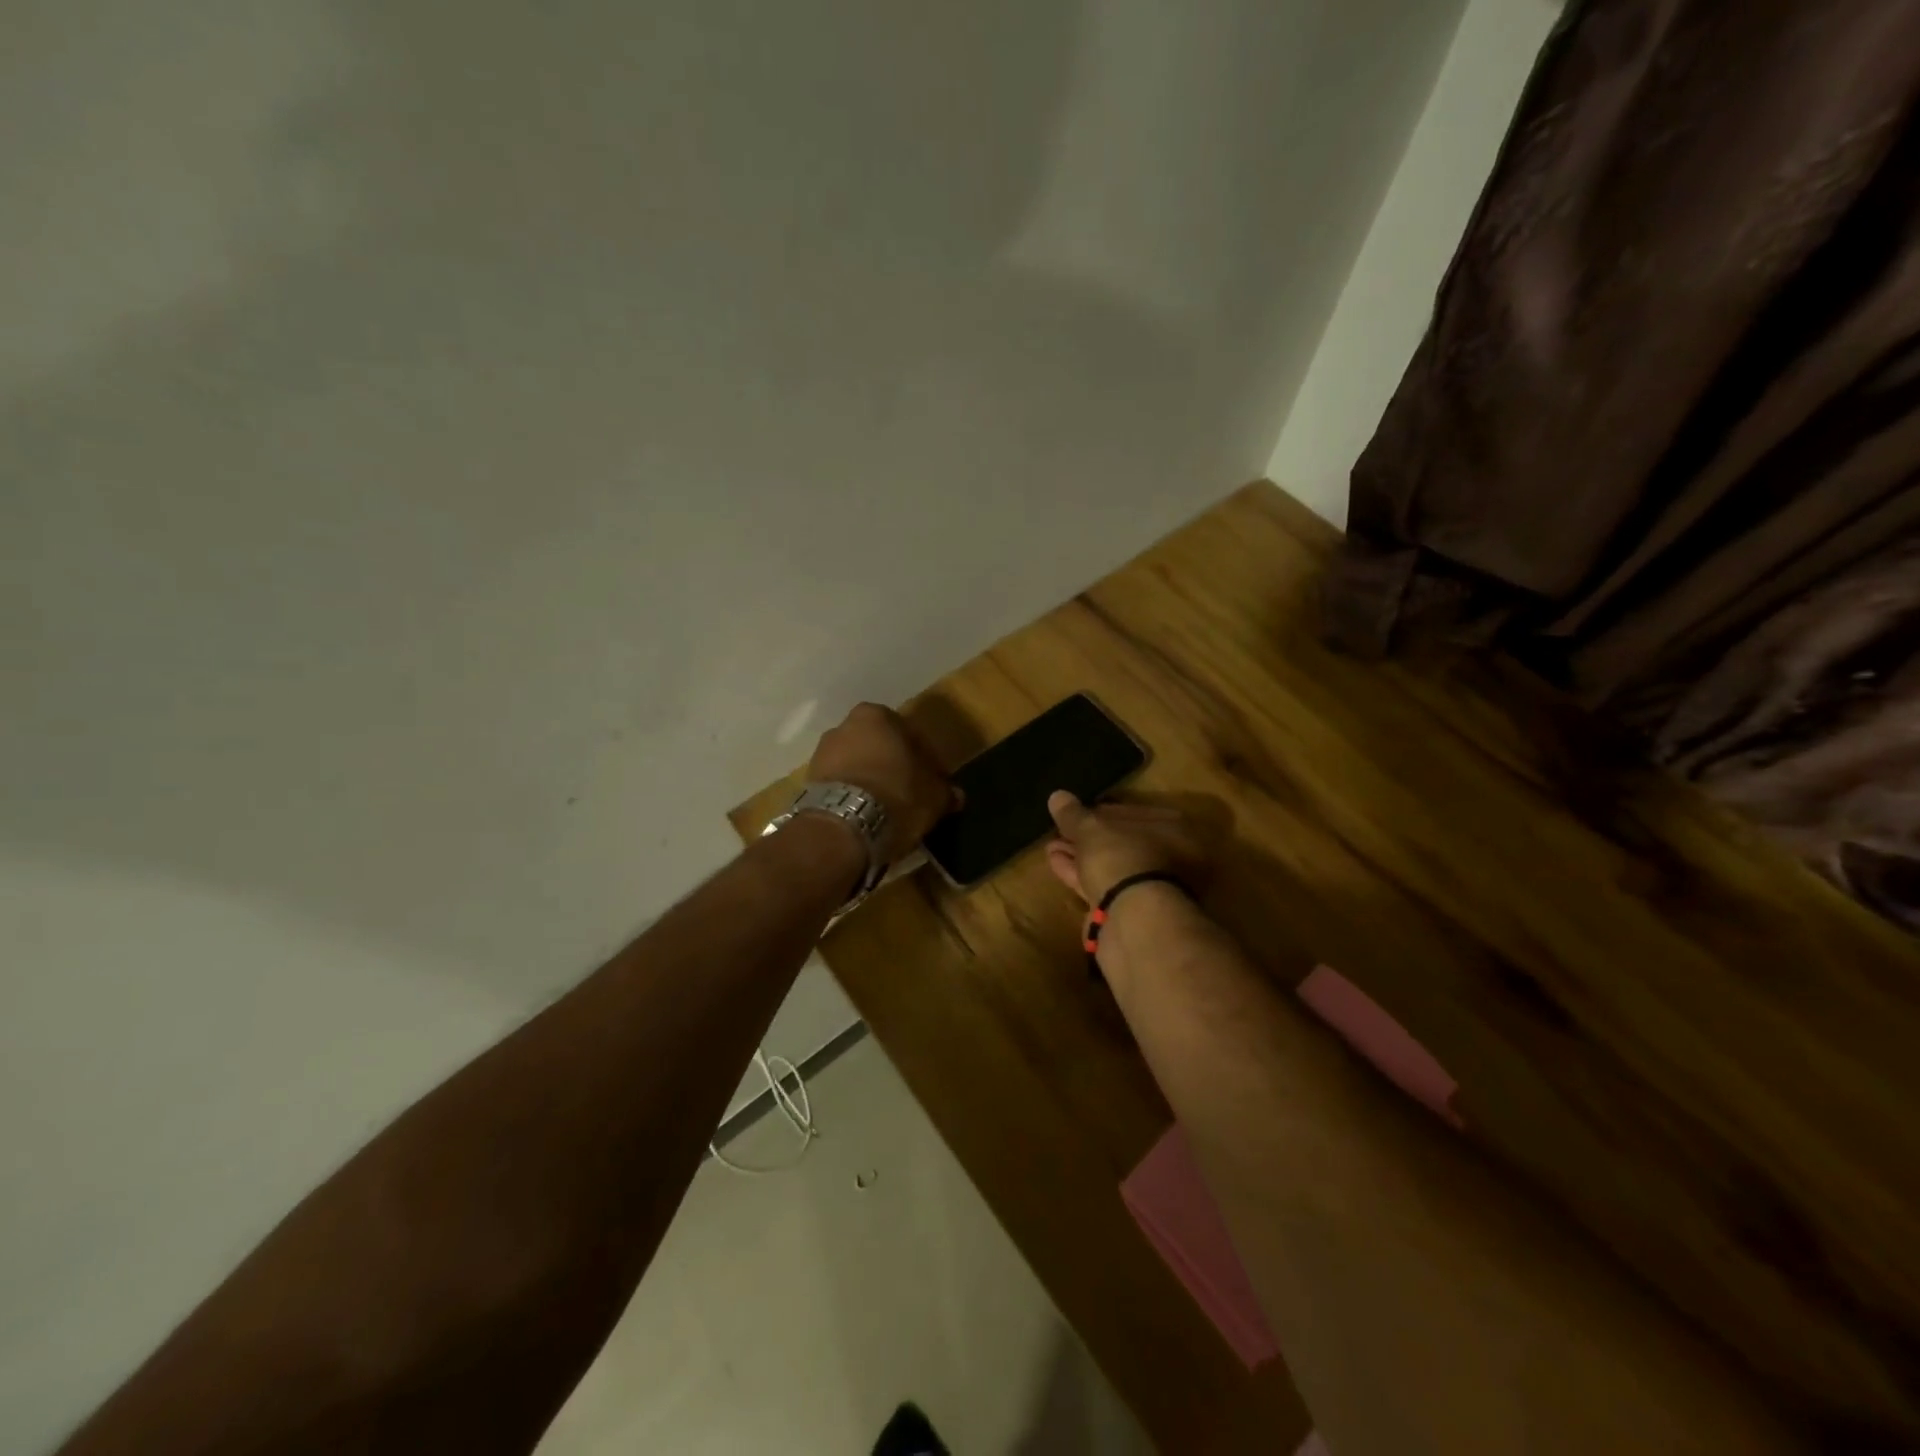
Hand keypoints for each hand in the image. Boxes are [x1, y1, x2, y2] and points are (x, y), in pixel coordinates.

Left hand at [809, 703, 957, 860]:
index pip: (910, 735)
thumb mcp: (934, 796)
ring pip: (857, 765)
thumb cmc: (896, 796)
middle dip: (893, 766)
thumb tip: (956, 796)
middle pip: (879, 747)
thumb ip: (945, 791)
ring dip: (871, 781)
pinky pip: (840, 785)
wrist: (842, 828)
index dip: (926, 760)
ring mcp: (821, 753)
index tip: (933, 782)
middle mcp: (845, 726)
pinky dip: (853, 795)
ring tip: (887, 809)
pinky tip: (866, 816)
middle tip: (911, 793)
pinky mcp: (808, 782)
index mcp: (877, 716)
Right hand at [1045, 791, 1212, 906]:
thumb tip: (1057, 796)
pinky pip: (1105, 887)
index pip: (1135, 814)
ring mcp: (1155, 890)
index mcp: (1176, 831)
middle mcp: (1174, 860)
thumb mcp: (1092, 829)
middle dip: (1089, 838)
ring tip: (1052, 847)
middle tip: (1061, 831)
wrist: (1135, 923)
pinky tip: (1056, 864)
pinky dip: (1081, 876)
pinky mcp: (1134, 915)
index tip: (1076, 813)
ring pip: (1112, 868)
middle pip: (1124, 843)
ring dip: (1081, 857)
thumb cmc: (1123, 859)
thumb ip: (1074, 814)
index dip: (1101, 812)